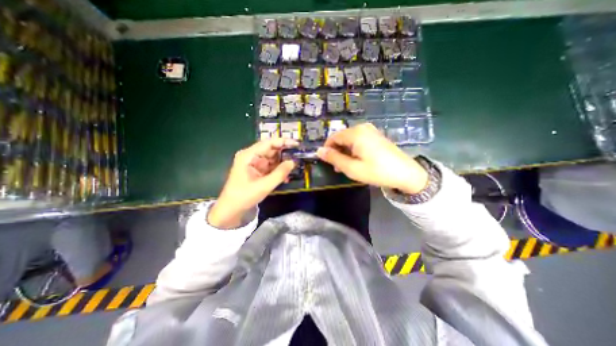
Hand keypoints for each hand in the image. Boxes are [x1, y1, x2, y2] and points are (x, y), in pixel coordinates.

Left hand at [207, 138, 298, 229]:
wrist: (232, 209)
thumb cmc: (244, 196)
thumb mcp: (264, 186)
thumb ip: (280, 173)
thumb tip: (293, 162)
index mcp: (249, 155)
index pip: (268, 143)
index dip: (283, 142)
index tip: (296, 144)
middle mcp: (251, 156)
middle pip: (271, 150)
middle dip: (285, 153)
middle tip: (298, 156)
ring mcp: (254, 163)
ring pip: (272, 158)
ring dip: (283, 163)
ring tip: (294, 167)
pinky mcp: (257, 170)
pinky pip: (271, 166)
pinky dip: (278, 170)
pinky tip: (286, 176)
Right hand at [317, 124, 429, 194]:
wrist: (406, 173)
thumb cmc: (377, 171)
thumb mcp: (352, 168)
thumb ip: (334, 158)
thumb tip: (319, 151)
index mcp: (355, 133)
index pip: (333, 137)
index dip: (327, 149)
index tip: (328, 162)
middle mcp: (362, 127)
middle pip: (341, 137)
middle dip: (337, 151)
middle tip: (338, 167)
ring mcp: (370, 130)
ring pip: (349, 139)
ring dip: (345, 152)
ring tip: (347, 166)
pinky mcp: (376, 135)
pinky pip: (358, 140)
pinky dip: (353, 149)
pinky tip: (357, 160)